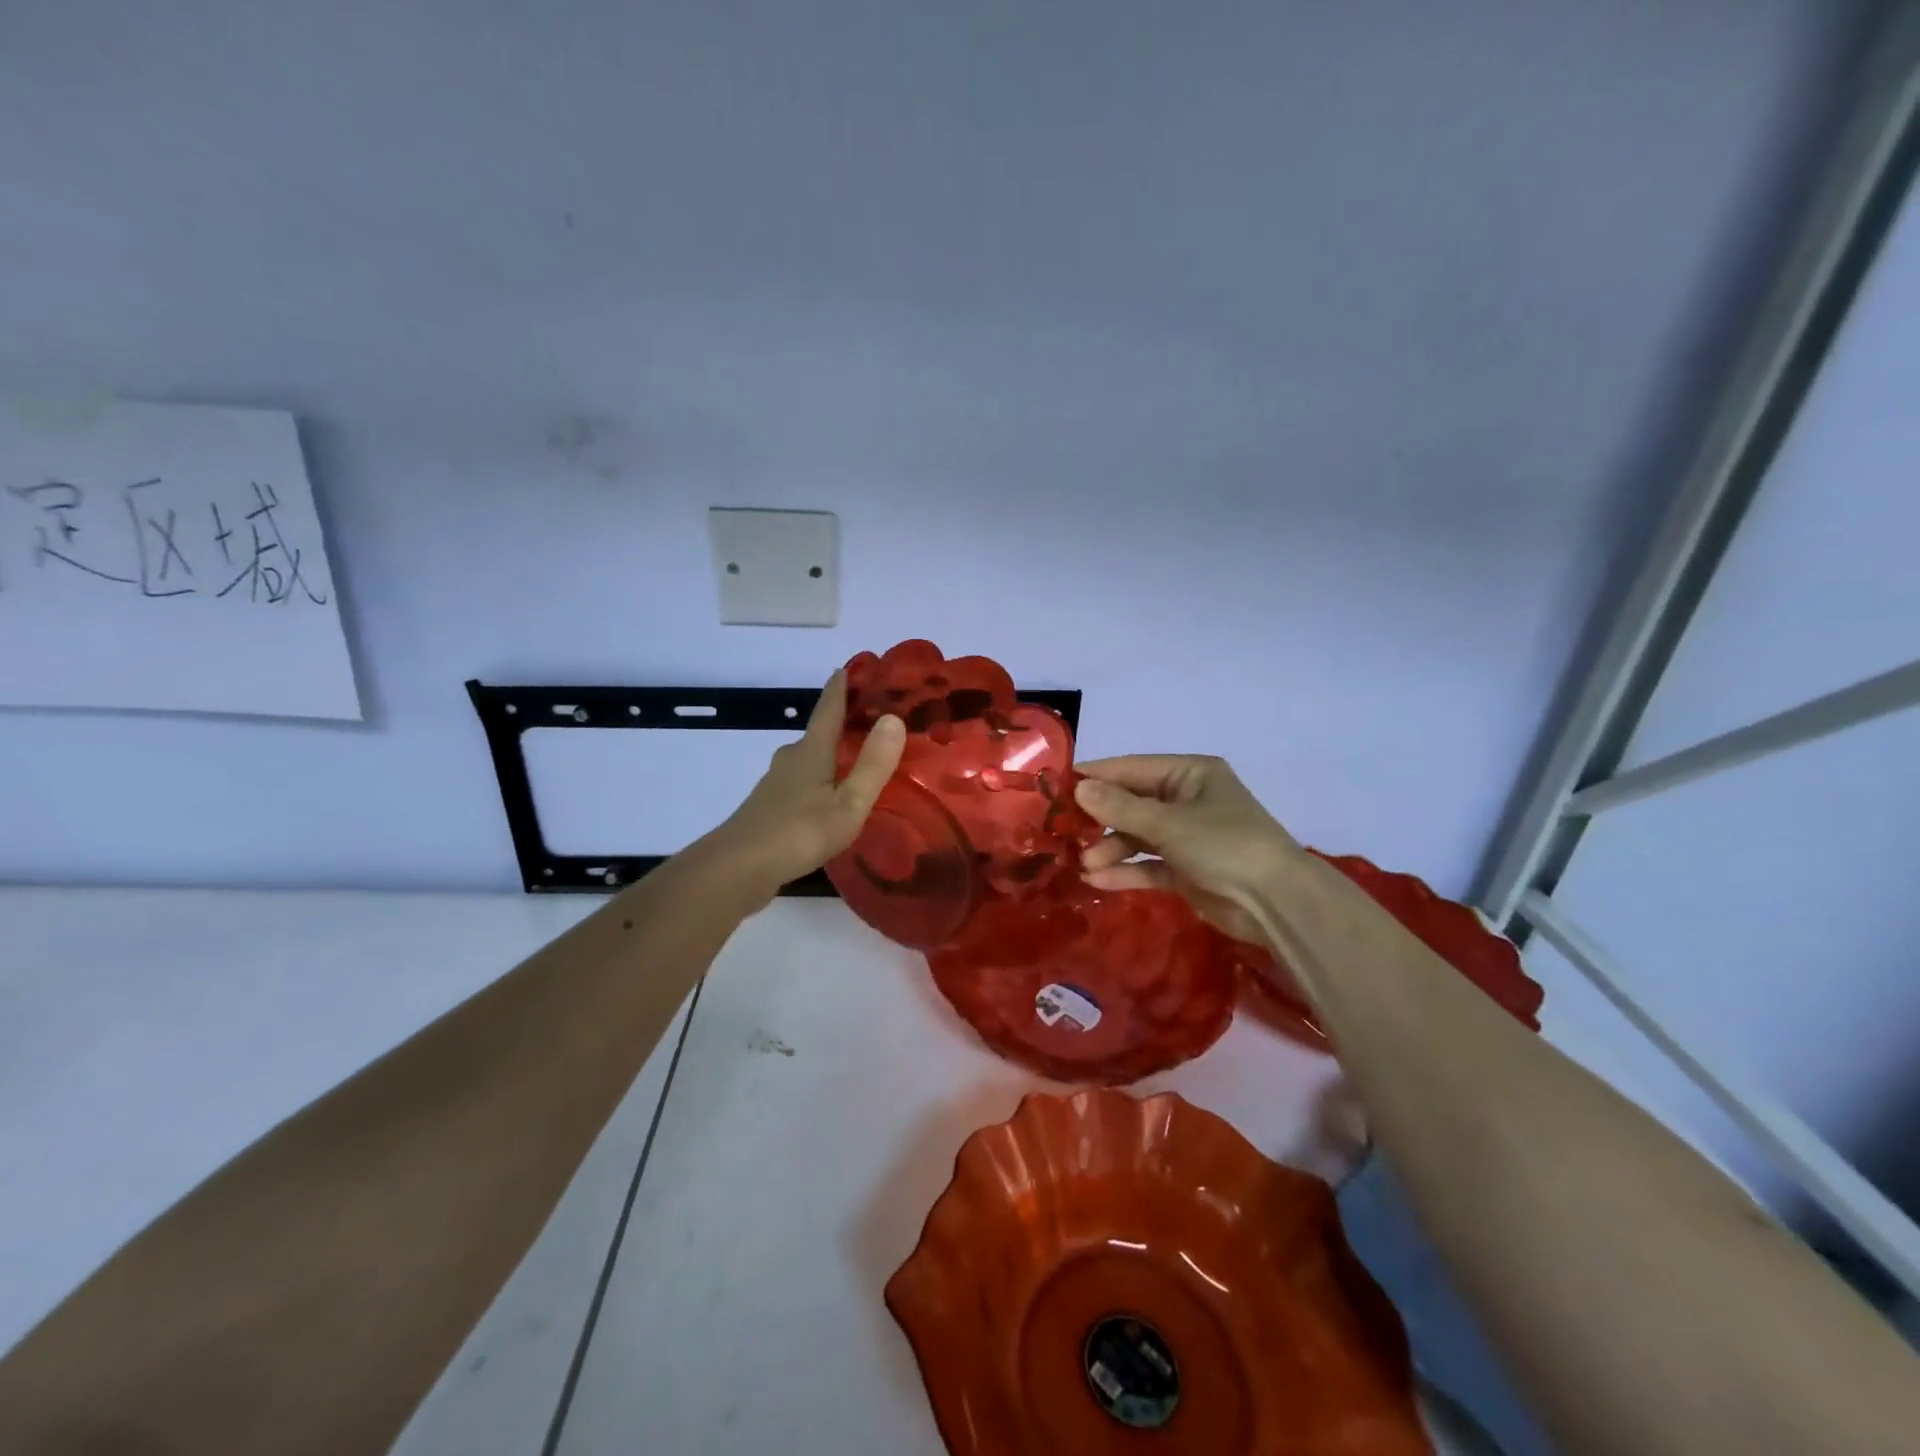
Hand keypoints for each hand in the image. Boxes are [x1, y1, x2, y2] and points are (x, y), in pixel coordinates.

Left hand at [702, 670, 905, 902]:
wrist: (738, 869)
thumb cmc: (799, 832)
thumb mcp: (848, 803)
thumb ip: (872, 765)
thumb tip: (893, 718)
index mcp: (811, 753)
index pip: (827, 711)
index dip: (839, 690)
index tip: (846, 667)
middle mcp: (790, 761)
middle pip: (816, 735)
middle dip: (838, 725)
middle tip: (866, 722)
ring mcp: (775, 786)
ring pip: (806, 762)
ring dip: (827, 756)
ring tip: (851, 761)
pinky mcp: (768, 810)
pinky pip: (799, 785)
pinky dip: (817, 782)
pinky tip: (826, 800)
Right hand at [1075, 755, 1302, 942]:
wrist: (1275, 904)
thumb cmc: (1224, 845)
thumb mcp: (1168, 823)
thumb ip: (1120, 808)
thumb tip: (1079, 788)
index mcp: (1190, 774)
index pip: (1132, 769)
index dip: (1096, 777)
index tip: (1057, 786)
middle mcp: (1186, 800)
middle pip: (1131, 803)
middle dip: (1099, 819)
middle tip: (1063, 831)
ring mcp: (1186, 836)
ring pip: (1136, 837)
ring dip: (1109, 849)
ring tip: (1083, 863)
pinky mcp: (1185, 870)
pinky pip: (1147, 864)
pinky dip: (1124, 871)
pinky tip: (1096, 880)